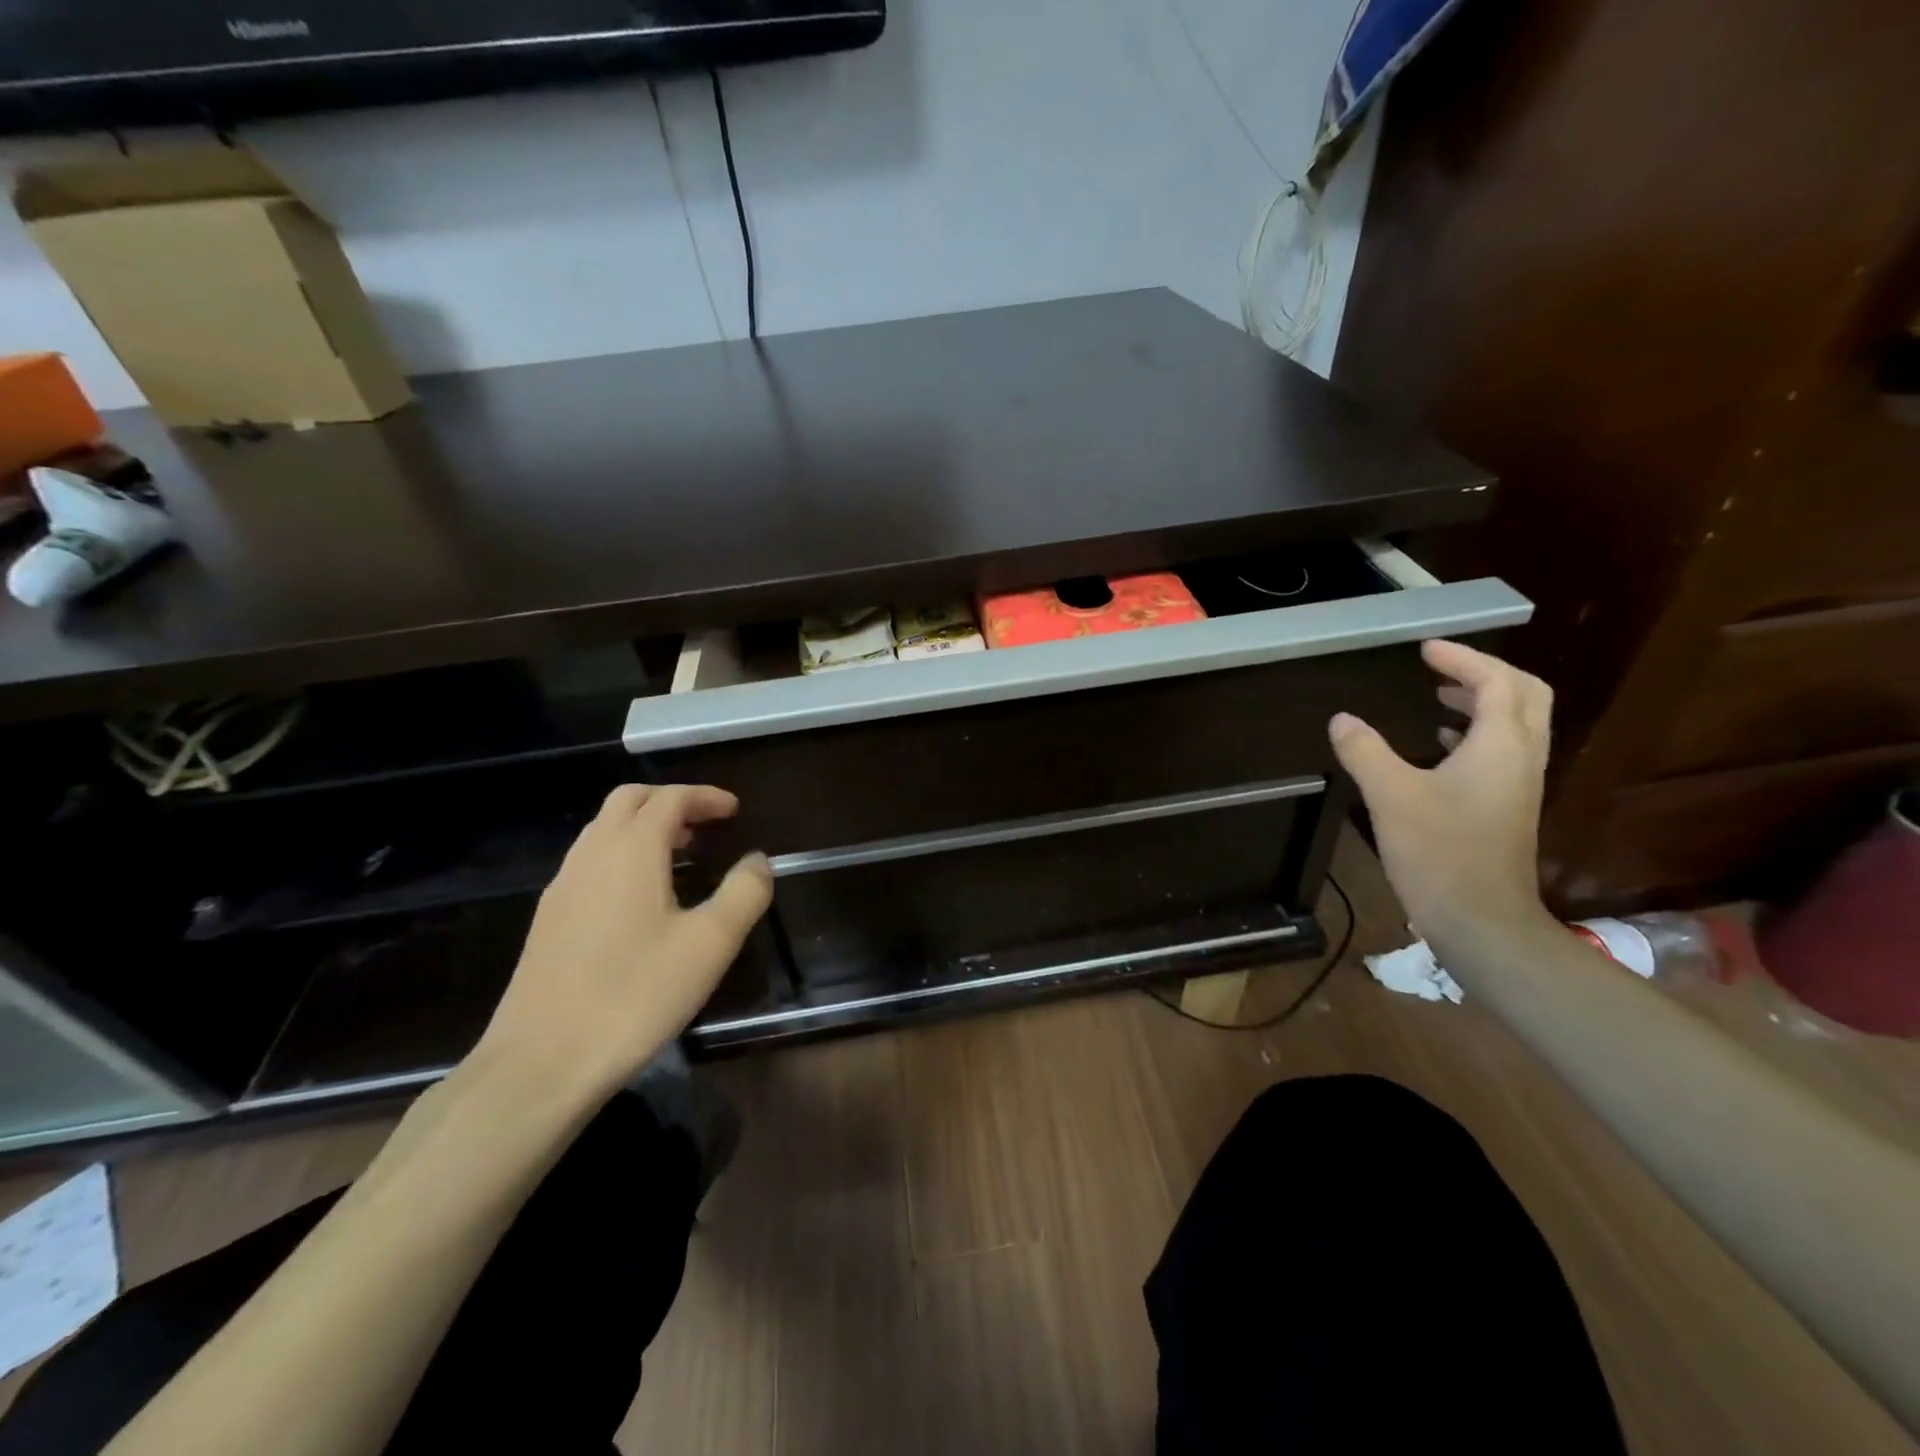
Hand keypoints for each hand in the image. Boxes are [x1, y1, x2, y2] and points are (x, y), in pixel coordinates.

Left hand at [471, 784, 772, 1102]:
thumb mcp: (710, 944)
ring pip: (603, 830)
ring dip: (644, 827)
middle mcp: (591, 855)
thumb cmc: (635, 995)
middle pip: (629, 801)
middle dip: (671, 801)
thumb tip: (757, 861)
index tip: (735, 810)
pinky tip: (642, 898)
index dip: (705, 797)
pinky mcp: (548, 919)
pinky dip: (622, 854)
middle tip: (707, 824)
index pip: (669, 799)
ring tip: (682, 856)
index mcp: (631, 851)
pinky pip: (590, 862)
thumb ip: (744, 893)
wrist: (541, 1063)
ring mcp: (562, 887)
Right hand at [1328, 640, 1556, 957]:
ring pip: (1516, 725)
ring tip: (1439, 697)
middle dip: (1486, 674)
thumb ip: (1364, 751)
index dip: (1462, 659)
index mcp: (1501, 746)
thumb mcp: (1390, 795)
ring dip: (1483, 702)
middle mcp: (1521, 758)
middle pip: (1524, 695)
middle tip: (1441, 669)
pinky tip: (1440, 746)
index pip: (1496, 681)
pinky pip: (1503, 752)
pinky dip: (1476, 734)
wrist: (1482, 920)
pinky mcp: (1508, 808)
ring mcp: (1519, 785)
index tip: (1425, 650)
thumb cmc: (1439, 851)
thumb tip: (1341, 719)